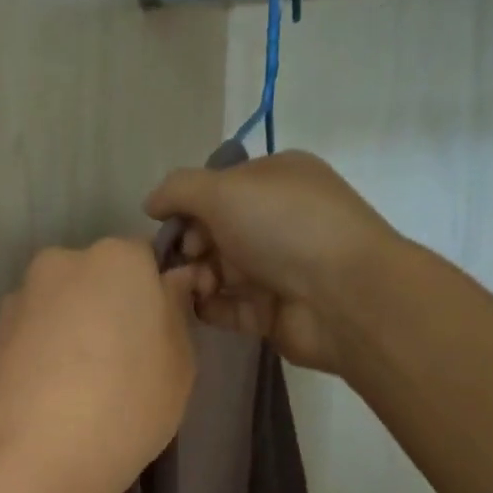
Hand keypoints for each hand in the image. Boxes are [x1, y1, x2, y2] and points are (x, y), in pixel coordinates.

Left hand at [0, 239, 204, 492]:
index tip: (161, 337)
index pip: (146, 259)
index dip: (157, 295)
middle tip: (125, 366)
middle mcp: (61, 263)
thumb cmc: (124, 408)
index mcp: (116, 259)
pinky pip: (34, 336)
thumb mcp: (180, 365)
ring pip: (63, 308)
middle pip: (99, 279)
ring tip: (83, 391)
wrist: (28, 462)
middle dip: (113, 310)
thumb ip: (175, 313)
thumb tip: (168, 285)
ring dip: (76, 333)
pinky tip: (52, 400)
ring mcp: (19, 300)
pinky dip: (46, 356)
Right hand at [145, 149, 398, 373]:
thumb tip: (151, 203)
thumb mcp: (224, 190)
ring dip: (196, 278)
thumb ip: (179, 190)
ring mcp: (276, 269)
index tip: (171, 225)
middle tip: (186, 260)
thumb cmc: (284, 227)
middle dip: (190, 246)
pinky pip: (228, 307)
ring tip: (194, 287)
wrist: (342, 296)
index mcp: (275, 180)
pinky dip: (208, 307)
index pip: (219, 188)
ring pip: (218, 271)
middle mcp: (277, 221)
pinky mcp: (271, 312)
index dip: (189, 206)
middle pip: (215, 231)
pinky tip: (197, 307)